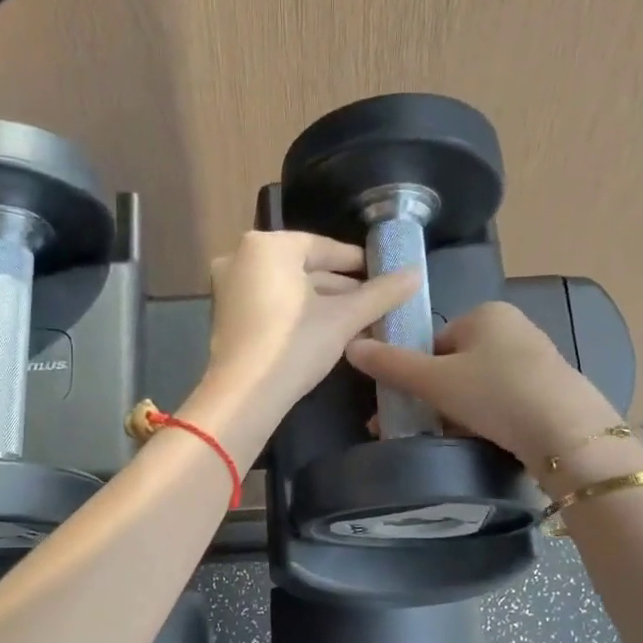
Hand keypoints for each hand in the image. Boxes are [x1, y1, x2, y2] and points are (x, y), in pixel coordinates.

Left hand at [194, 231, 416, 446]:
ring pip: (287, 290)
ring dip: (322, 305)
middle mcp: (240, 259)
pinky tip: (327, 334)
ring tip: (359, 322)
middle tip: (375, 302)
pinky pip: (270, 307)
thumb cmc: (294, 345)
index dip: (356, 261)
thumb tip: (416, 274)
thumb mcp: (344, 318)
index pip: (322, 246)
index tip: (382, 274)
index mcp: (266, 246)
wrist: (244, 396)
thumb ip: (381, 293)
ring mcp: (228, 290)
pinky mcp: (226, 319)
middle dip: (341, 288)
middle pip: (303, 269)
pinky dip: (297, 316)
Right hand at [345, 301, 621, 475]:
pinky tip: (481, 439)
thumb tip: (350, 345)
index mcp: (485, 313)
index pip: (433, 340)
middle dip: (434, 396)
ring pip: (476, 385)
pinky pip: (501, 399)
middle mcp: (512, 327)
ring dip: (457, 410)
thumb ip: (391, 364)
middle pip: (454, 364)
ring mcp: (534, 358)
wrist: (566, 433)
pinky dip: (485, 417)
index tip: (409, 403)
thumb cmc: (494, 394)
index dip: (416, 373)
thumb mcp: (433, 380)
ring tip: (450, 437)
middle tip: (422, 425)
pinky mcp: (548, 388)